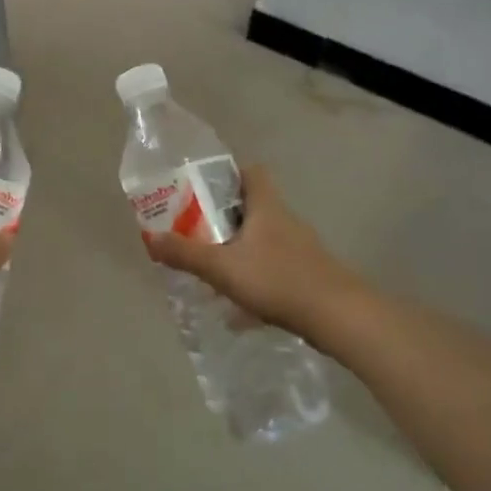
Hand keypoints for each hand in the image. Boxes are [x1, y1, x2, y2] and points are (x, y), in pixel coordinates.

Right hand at [142, 165, 359, 337]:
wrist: (339, 317)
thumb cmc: (278, 279)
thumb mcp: (222, 267)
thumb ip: (186, 253)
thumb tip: (151, 238)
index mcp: (266, 207)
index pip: (252, 172)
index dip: (229, 174)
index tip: (203, 187)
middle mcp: (285, 221)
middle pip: (253, 207)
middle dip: (225, 217)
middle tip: (196, 229)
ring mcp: (300, 250)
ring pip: (263, 240)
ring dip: (239, 249)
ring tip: (213, 268)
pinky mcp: (307, 276)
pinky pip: (273, 268)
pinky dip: (254, 279)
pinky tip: (239, 307)